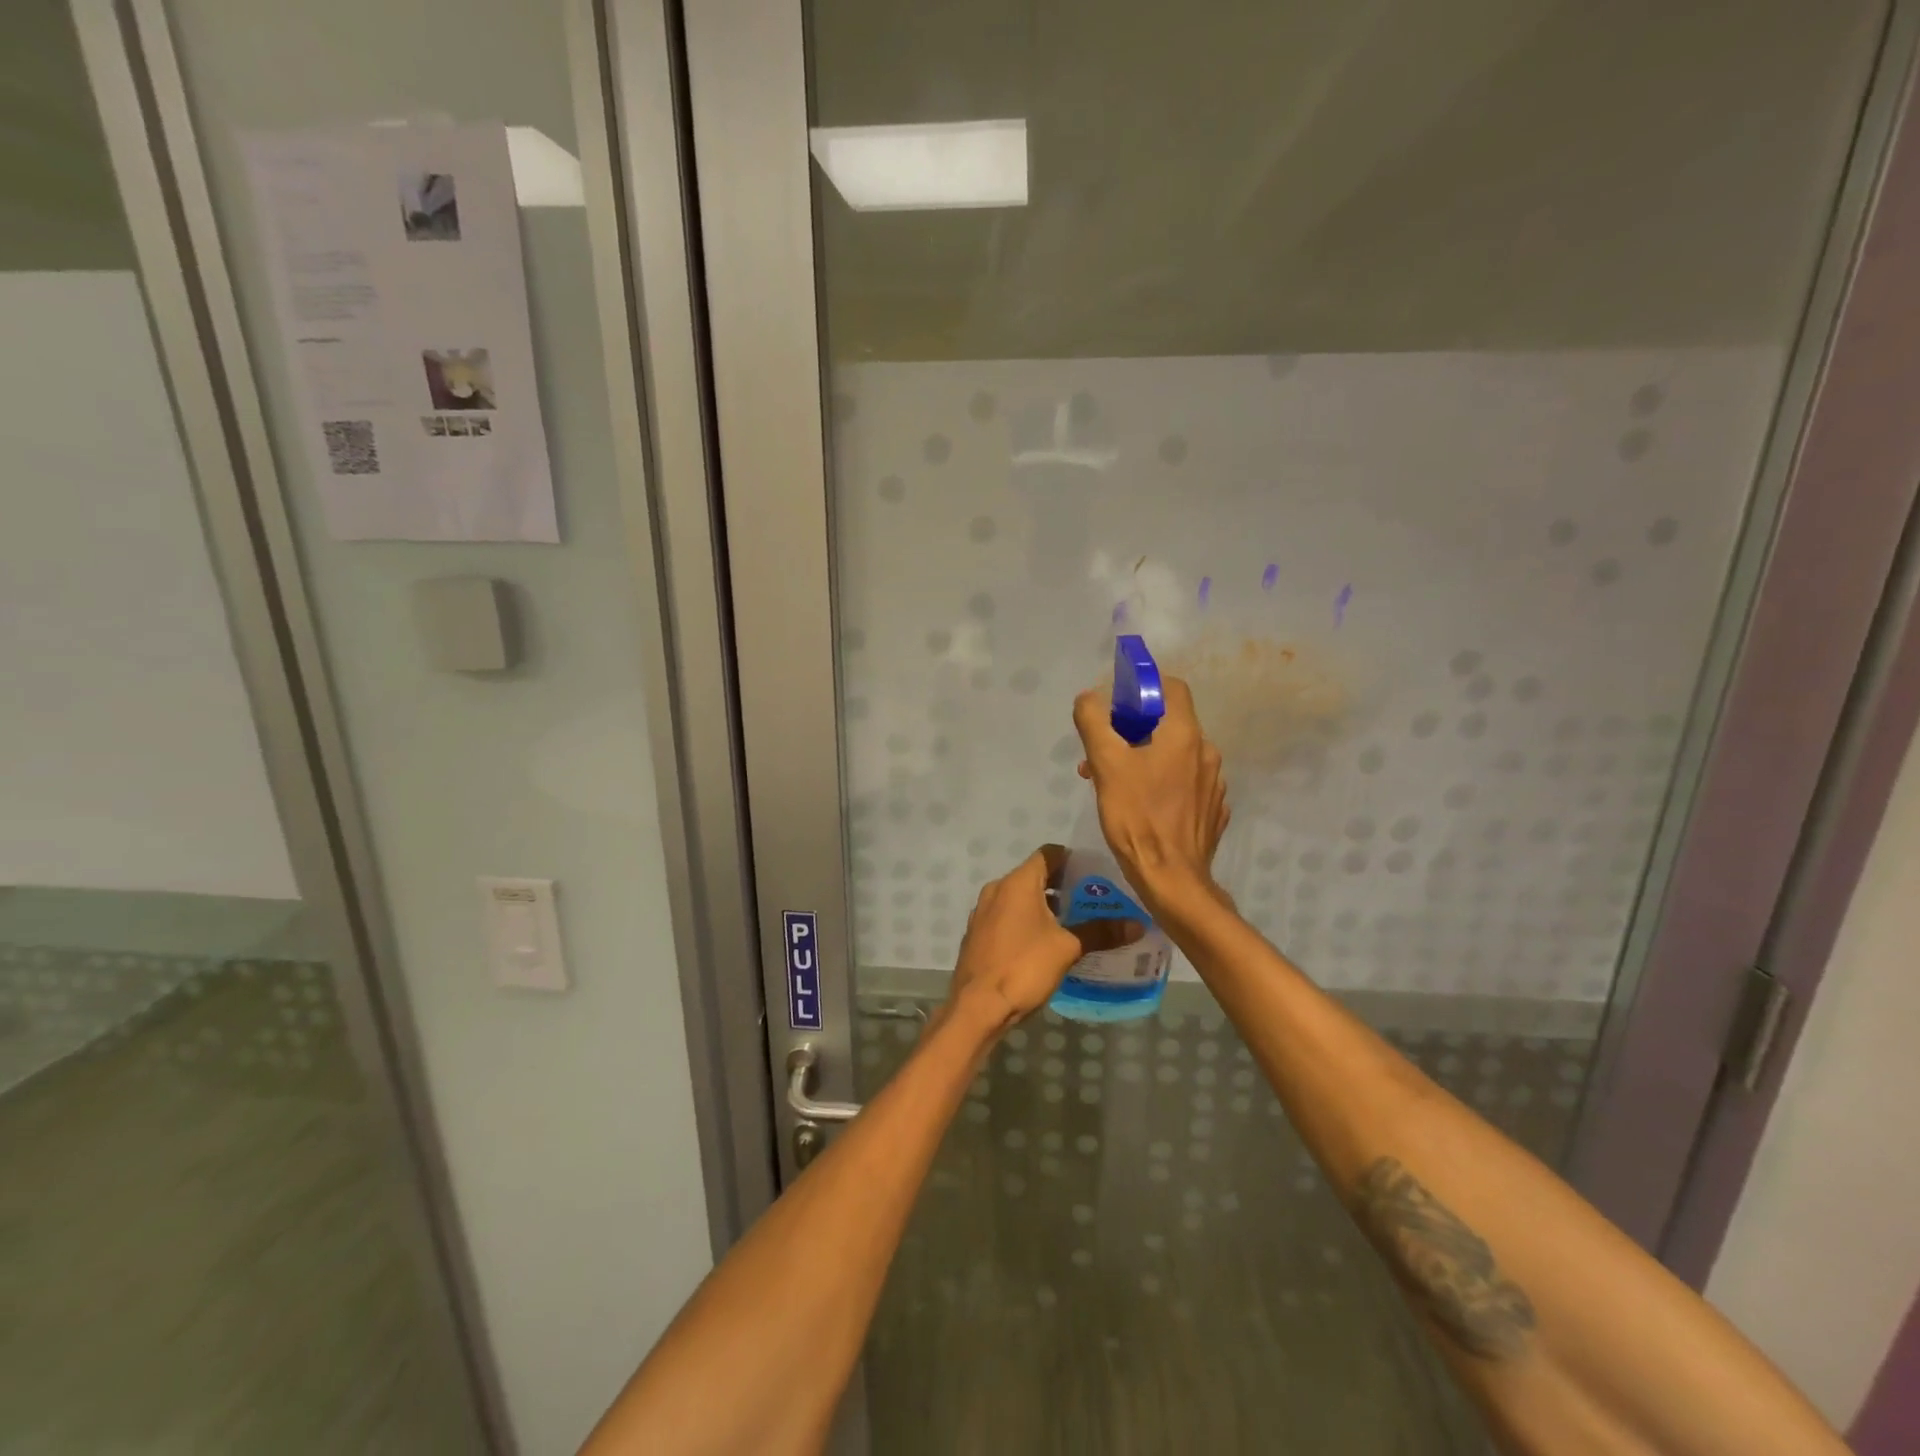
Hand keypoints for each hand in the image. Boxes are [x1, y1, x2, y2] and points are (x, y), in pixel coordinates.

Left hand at [944, 845, 1139, 1035]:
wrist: (977, 1006)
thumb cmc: (1024, 966)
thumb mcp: (1068, 948)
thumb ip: (1101, 932)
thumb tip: (1137, 925)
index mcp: (1017, 882)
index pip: (1048, 854)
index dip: (1072, 859)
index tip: (1094, 872)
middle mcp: (996, 889)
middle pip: (1034, 876)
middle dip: (1062, 885)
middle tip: (1091, 900)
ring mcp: (983, 912)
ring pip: (1019, 898)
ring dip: (1044, 906)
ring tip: (1073, 922)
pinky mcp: (978, 934)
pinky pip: (1007, 917)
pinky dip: (1026, 921)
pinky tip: (1045, 942)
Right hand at [1072, 676, 1228, 919]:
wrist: (1172, 879)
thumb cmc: (1137, 817)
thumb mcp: (1106, 765)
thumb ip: (1094, 723)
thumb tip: (1088, 697)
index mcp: (1185, 734)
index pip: (1172, 688)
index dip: (1144, 689)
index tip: (1117, 706)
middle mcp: (1207, 752)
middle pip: (1169, 724)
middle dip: (1132, 731)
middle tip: (1102, 753)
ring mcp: (1214, 783)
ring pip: (1175, 756)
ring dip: (1144, 759)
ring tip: (1113, 784)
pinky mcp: (1212, 810)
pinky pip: (1185, 784)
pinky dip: (1162, 784)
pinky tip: (1141, 805)